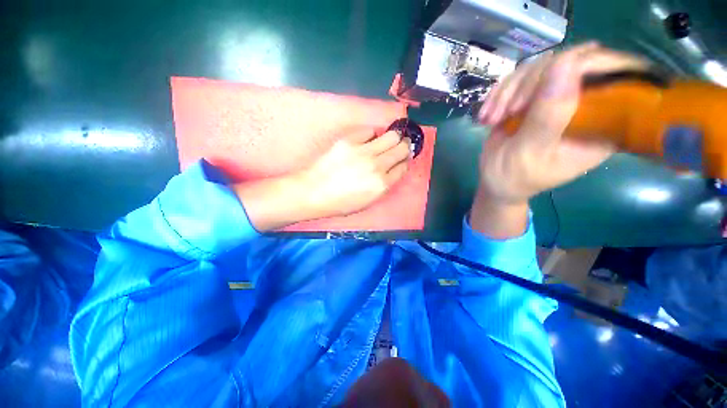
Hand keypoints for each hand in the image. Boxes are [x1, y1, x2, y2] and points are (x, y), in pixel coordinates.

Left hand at [298, 128, 411, 218]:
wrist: (314, 192)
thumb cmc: (341, 203)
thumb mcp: (368, 202)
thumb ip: (384, 186)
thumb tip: (393, 170)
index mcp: (382, 185)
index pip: (403, 167)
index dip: (404, 162)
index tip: (402, 160)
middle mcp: (376, 166)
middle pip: (402, 148)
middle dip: (405, 146)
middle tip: (401, 145)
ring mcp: (363, 151)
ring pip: (391, 136)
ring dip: (393, 138)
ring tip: (387, 141)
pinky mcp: (349, 141)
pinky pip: (369, 131)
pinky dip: (372, 135)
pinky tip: (367, 141)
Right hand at [470, 43, 649, 237]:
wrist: (496, 183)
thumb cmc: (514, 177)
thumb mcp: (530, 153)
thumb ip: (550, 114)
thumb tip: (567, 65)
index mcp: (602, 123)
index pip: (619, 75)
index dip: (592, 64)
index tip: (552, 79)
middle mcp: (587, 105)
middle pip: (575, 64)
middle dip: (535, 81)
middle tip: (505, 109)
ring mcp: (559, 100)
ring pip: (544, 68)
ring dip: (511, 89)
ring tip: (490, 116)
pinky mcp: (535, 99)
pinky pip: (522, 79)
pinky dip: (501, 92)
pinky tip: (488, 113)